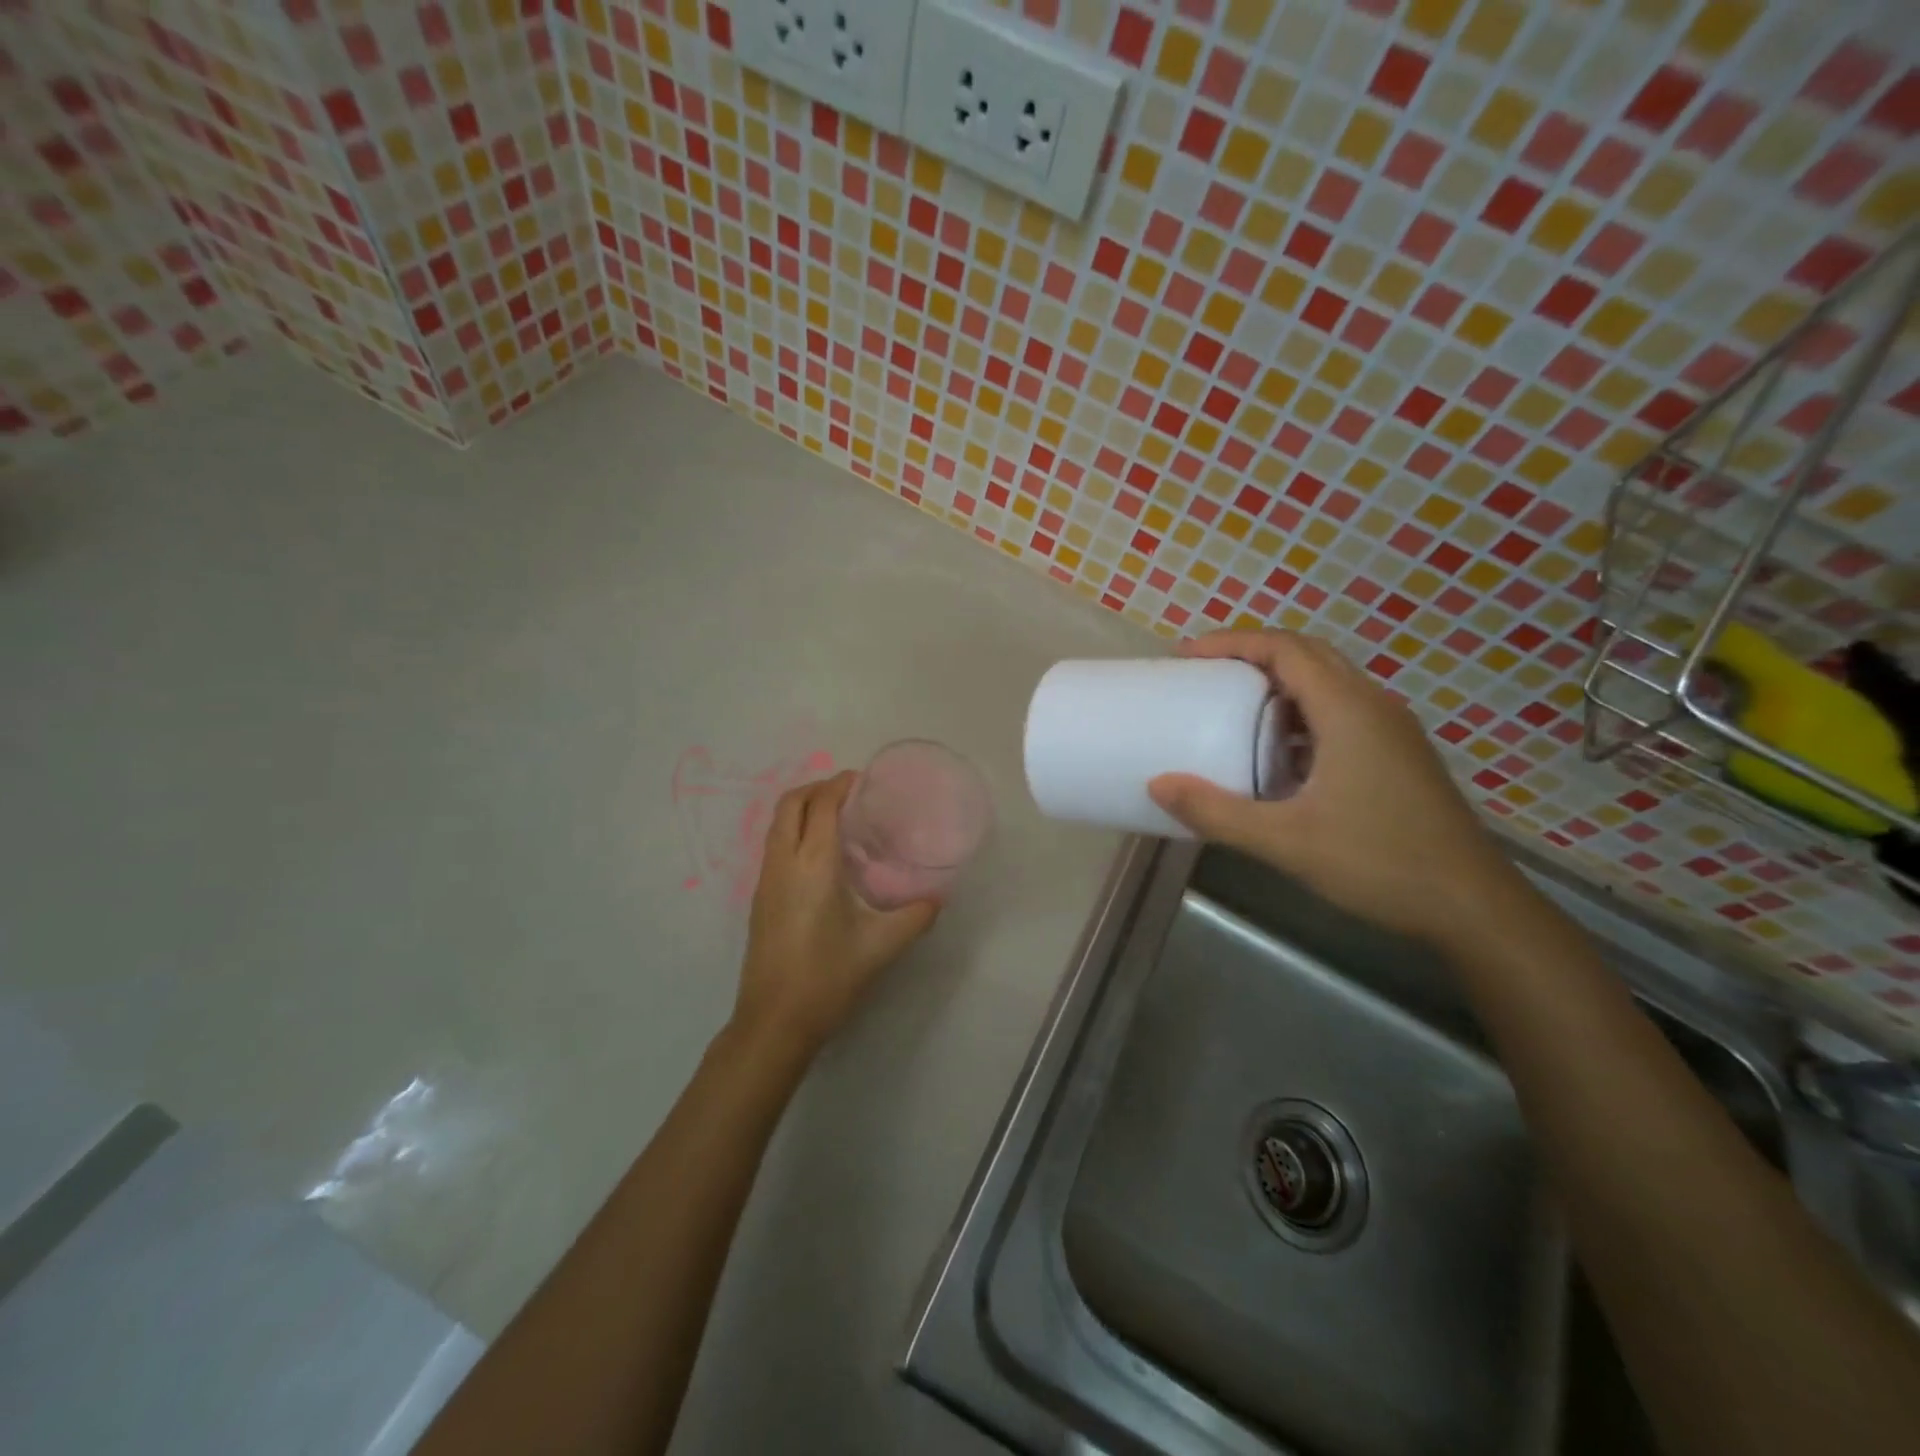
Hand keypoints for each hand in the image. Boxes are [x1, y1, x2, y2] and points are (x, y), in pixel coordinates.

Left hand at [733, 771, 937, 1055]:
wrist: (774, 1022)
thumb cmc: (828, 978)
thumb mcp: (881, 946)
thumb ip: (915, 917)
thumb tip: (937, 898)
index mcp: (813, 864)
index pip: (821, 805)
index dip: (839, 785)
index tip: (862, 779)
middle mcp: (783, 862)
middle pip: (790, 804)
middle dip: (817, 788)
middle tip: (849, 792)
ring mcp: (765, 880)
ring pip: (777, 824)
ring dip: (802, 807)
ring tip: (836, 816)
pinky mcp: (759, 898)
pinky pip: (774, 845)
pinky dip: (794, 830)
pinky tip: (820, 854)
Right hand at [1148, 630, 1517, 947]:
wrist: (1472, 905)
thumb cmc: (1379, 862)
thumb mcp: (1285, 841)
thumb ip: (1216, 812)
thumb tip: (1158, 785)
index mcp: (1348, 711)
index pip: (1285, 649)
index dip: (1233, 643)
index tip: (1188, 655)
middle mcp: (1373, 707)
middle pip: (1308, 656)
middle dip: (1253, 655)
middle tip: (1205, 673)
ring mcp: (1392, 730)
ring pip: (1328, 684)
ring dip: (1279, 684)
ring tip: (1233, 706)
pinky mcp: (1398, 755)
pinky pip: (1341, 713)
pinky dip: (1301, 715)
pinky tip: (1279, 754)